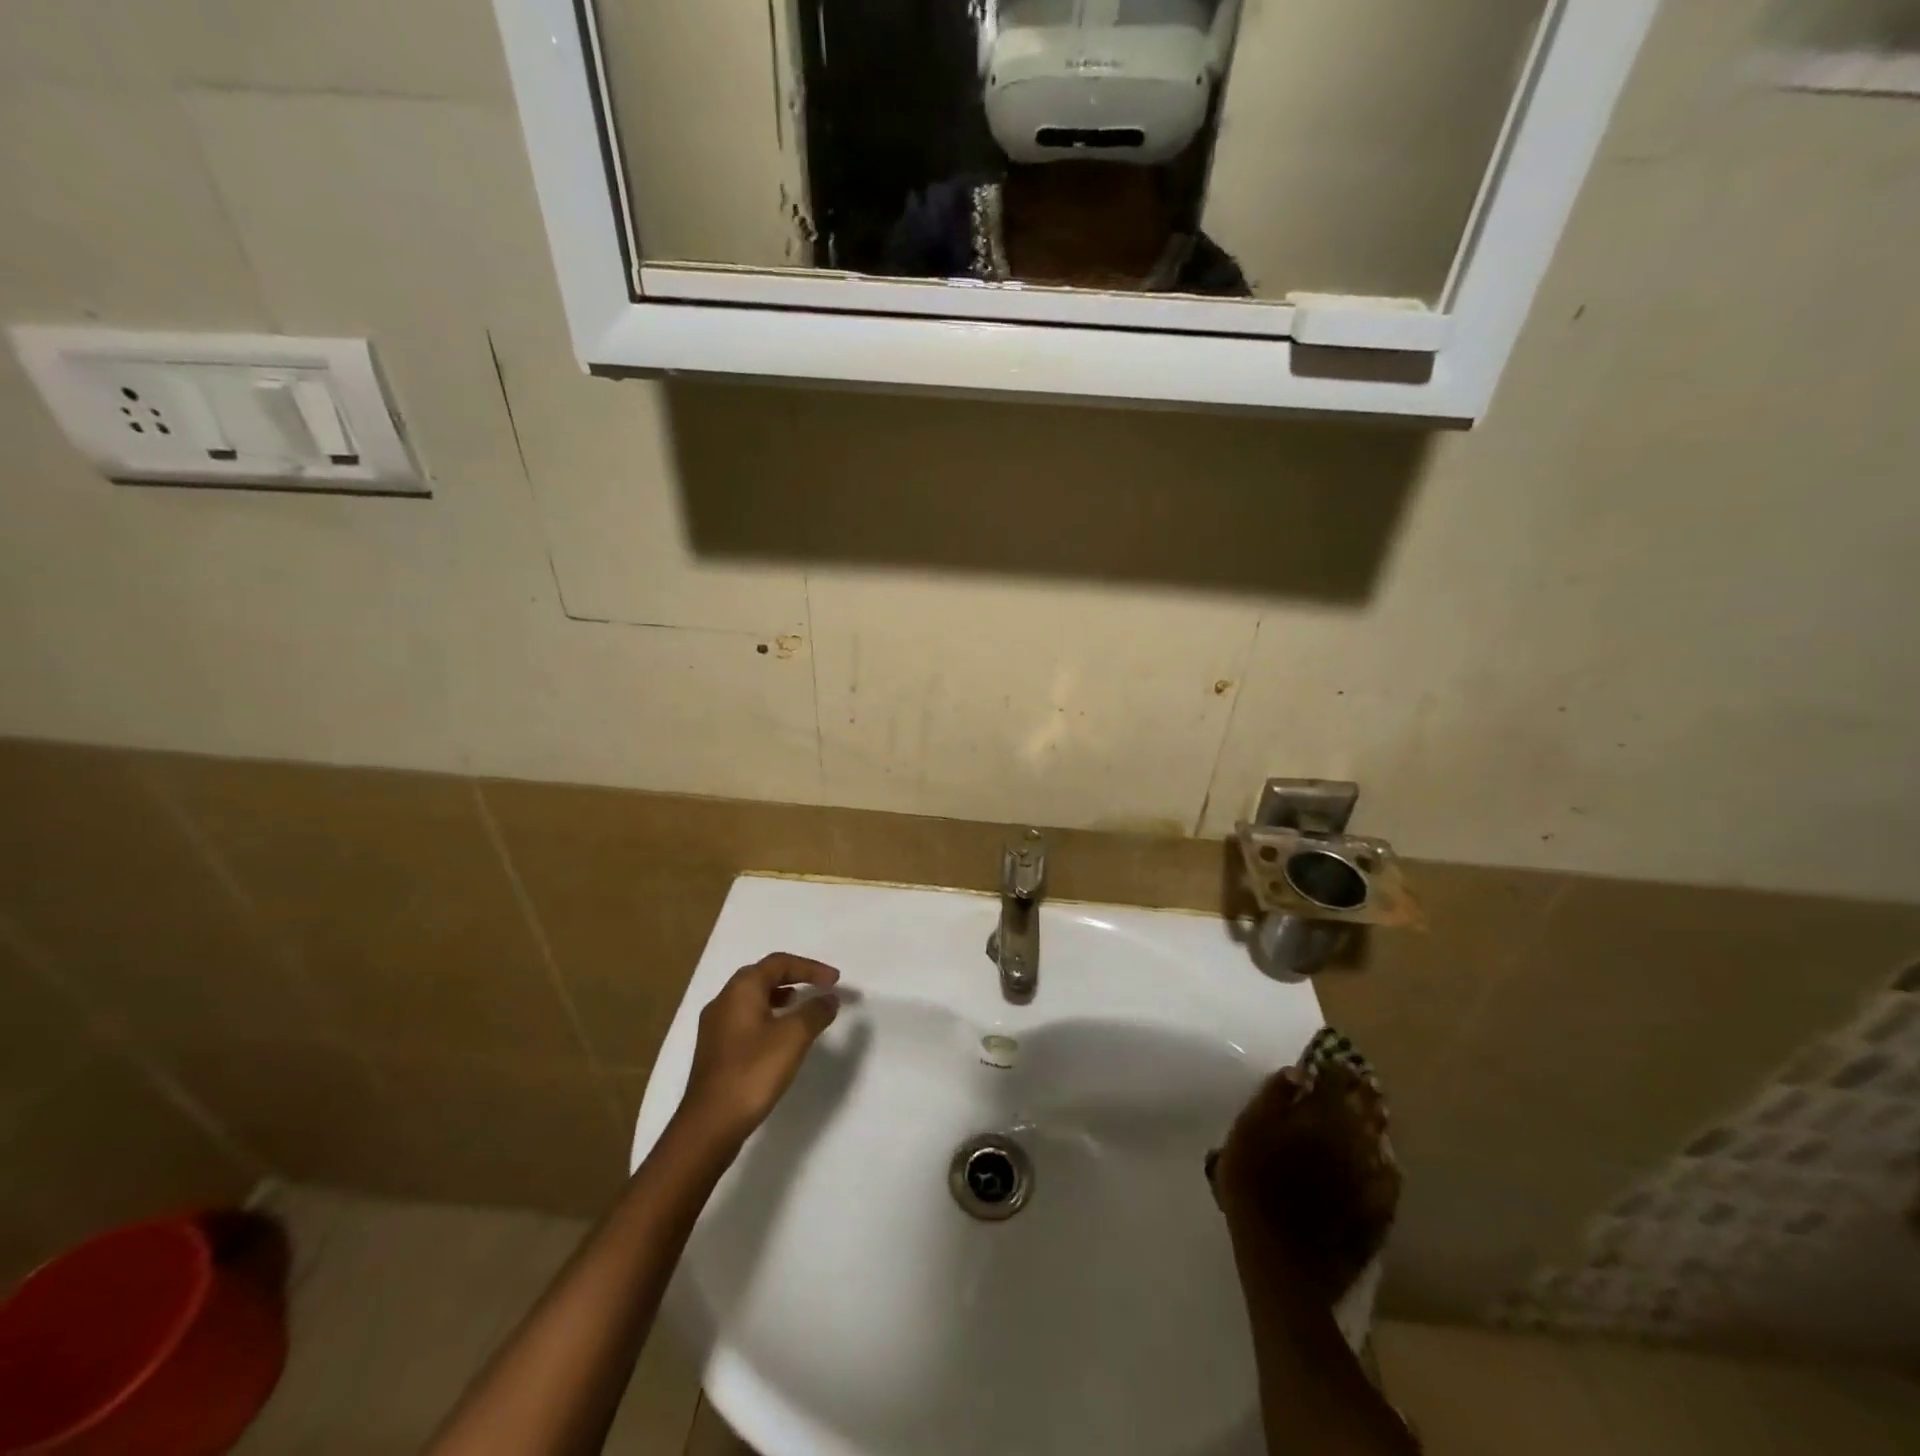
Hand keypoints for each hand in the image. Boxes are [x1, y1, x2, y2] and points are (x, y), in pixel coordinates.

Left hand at [677, 954, 840, 1148]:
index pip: (779, 963)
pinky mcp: (715, 1050)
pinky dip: (768, 1017)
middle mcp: (723, 1000)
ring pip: (752, 999)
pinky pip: (746, 1019)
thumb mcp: (793, 1037)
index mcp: (740, 989)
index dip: (810, 967)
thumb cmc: (753, 1072)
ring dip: (780, 997)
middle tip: (819, 988)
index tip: (835, 981)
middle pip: (763, 976)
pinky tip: (780, 1037)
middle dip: (794, 978)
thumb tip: (830, 997)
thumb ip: (815, 1011)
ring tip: (802, 1008)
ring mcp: (715, 1026)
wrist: (709, 1125)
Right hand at [1211, 1060, 1399, 1303]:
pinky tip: (1388, 1162)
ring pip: (1377, 1142)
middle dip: (1363, 1093)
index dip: (1336, 1069)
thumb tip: (1297, 1072)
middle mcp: (1348, 1143)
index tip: (1338, 1059)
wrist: (1282, 1262)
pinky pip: (1388, 1181)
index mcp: (1316, 1120)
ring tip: (1379, 1111)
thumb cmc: (1252, 1191)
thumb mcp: (1245, 1135)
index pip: (1332, 1083)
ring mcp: (1366, 1180)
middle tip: (1367, 1080)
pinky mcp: (1375, 1212)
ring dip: (1377, 1123)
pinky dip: (1388, 1165)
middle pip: (1361, 1110)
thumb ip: (1271, 1099)